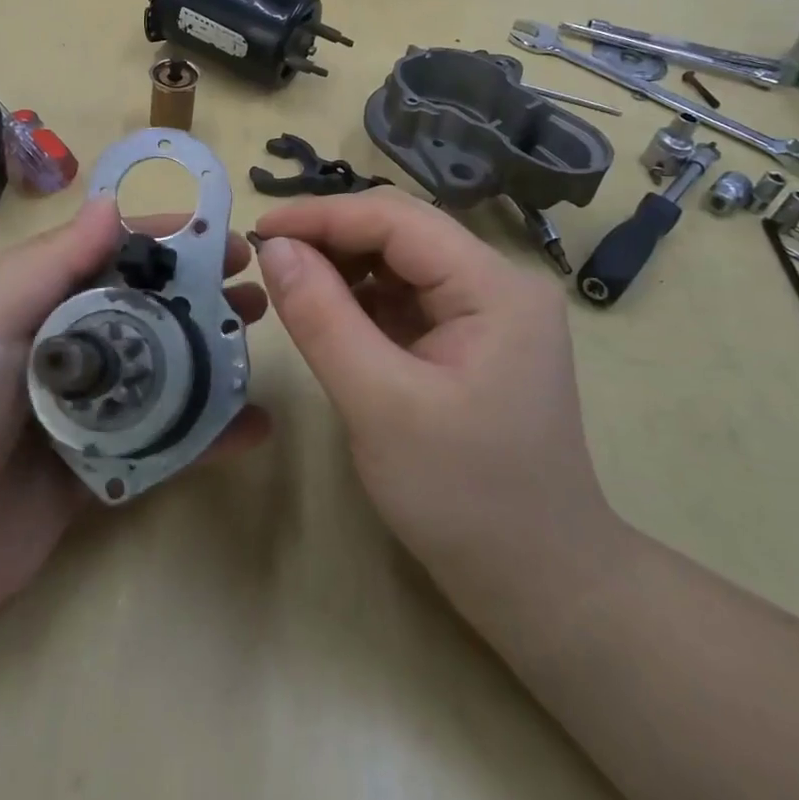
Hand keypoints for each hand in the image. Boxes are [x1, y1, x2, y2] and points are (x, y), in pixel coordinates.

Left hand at [0, 197, 269, 652]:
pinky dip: (205, 434)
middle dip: (195, 294)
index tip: (221, 236)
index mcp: (17, 297)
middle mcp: (51, 345)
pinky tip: (253, 427)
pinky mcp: (93, 470)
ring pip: (155, 372)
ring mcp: (75, 410)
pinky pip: (158, 442)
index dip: (161, 240)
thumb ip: (49, 263)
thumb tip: (110, 203)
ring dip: (207, 355)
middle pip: (137, 308)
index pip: (100, 252)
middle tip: (254, 290)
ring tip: (256, 341)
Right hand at [255, 189, 616, 636]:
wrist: (540, 583)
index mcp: (495, 285)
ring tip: (291, 285)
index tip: (258, 231)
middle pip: (402, 232)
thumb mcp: (378, 403)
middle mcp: (499, 282)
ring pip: (401, 262)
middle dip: (332, 238)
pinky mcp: (473, 338)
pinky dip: (363, 299)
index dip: (323, 216)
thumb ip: (321, 317)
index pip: (397, 219)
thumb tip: (274, 248)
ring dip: (344, 266)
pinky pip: (408, 297)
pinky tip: (329, 314)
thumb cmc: (463, 496)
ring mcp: (489, 311)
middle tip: (268, 259)